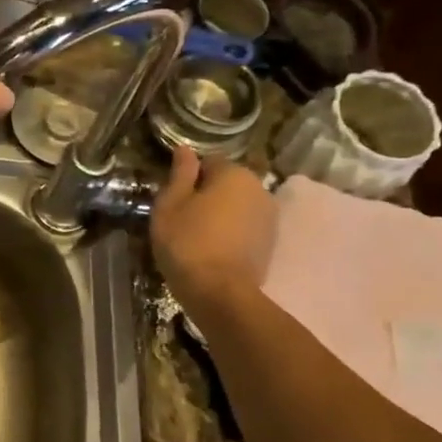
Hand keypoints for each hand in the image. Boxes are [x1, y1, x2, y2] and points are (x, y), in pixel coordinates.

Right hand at [150, 147, 276, 310]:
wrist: (220, 292)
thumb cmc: (187, 242)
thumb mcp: (170, 204)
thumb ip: (180, 173)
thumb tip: (185, 149)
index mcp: (234, 173)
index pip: (208, 162)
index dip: (188, 178)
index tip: (173, 199)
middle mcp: (259, 188)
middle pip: (227, 183)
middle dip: (207, 195)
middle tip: (182, 218)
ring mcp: (270, 217)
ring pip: (238, 206)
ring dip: (221, 214)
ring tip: (198, 236)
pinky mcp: (271, 243)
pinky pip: (246, 227)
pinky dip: (232, 233)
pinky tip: (214, 249)